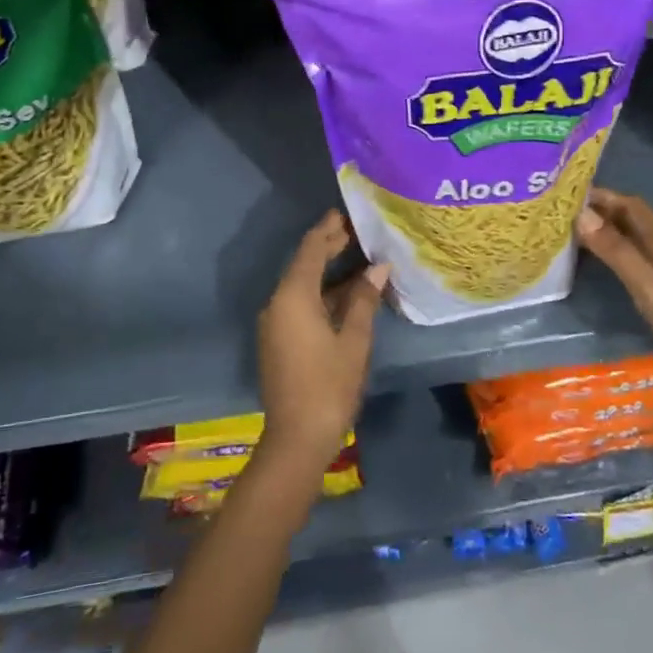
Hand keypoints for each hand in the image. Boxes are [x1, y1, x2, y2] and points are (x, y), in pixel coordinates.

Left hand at [256, 211, 388, 475]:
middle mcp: (277, 303)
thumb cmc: (329, 386)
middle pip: (303, 265)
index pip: (310, 250)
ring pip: (301, 286)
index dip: (328, 229)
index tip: (346, 213)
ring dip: (327, 272)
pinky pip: (299, 304)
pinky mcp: (278, 339)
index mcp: (293, 296)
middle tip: (357, 232)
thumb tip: (377, 269)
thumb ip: (363, 300)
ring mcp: (275, 322)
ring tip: (359, 259)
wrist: (296, 439)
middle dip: (328, 247)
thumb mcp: (353, 340)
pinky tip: (346, 294)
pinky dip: (321, 293)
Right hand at [575, 189, 652, 433]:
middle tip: (558, 215)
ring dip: (606, 236)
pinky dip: (616, 259)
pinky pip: (639, 267)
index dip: (601, 195)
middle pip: (634, 222)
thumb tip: (581, 214)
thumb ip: (619, 253)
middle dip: (600, 212)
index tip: (563, 194)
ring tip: (569, 238)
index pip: (632, 206)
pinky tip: (599, 272)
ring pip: (636, 244)